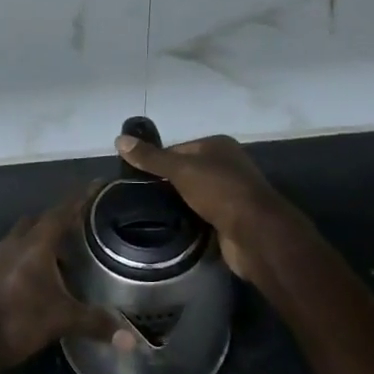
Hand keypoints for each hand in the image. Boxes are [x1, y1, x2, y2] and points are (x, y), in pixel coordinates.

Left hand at [0, 192, 136, 369]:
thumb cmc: (18, 322)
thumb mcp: (62, 320)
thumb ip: (97, 323)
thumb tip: (132, 340)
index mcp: (34, 244)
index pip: (61, 211)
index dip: (81, 198)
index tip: (98, 184)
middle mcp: (16, 243)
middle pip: (42, 219)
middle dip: (63, 217)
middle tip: (87, 222)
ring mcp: (0, 257)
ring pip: (27, 235)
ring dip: (46, 237)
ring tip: (71, 250)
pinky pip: (18, 251)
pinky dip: (35, 253)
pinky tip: (48, 273)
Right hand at [114, 132, 292, 284]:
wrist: (254, 233)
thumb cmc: (219, 191)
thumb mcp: (181, 170)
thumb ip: (151, 158)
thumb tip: (119, 140)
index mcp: (218, 146)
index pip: (177, 149)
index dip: (156, 161)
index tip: (134, 177)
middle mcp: (226, 165)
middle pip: (185, 171)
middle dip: (165, 184)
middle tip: (138, 197)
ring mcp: (229, 193)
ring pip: (193, 194)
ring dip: (176, 203)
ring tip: (148, 212)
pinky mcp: (229, 218)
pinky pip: (201, 214)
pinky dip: (188, 218)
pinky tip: (170, 225)